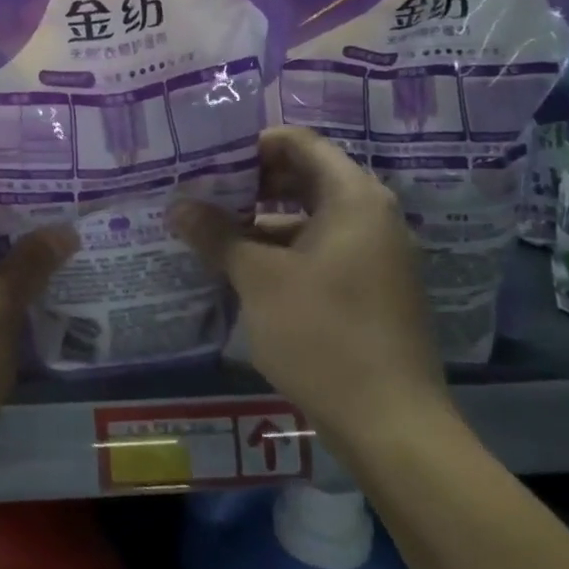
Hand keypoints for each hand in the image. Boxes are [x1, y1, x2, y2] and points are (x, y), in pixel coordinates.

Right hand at [168, 126, 450, 451]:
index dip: (253, 143)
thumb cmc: (323, 333)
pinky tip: (238, 266)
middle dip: (250, 182)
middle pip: (304, 178)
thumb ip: (216, 235)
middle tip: (200, 188)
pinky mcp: (367, 289)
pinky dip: (279, 249)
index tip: (208, 156)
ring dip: (259, 219)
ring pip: (307, 217)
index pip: (301, 143)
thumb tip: (177, 205)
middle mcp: (371, 217)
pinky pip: (317, 249)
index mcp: (353, 198)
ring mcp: (373, 255)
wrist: (390, 424)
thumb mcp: (258, 278)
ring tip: (208, 227)